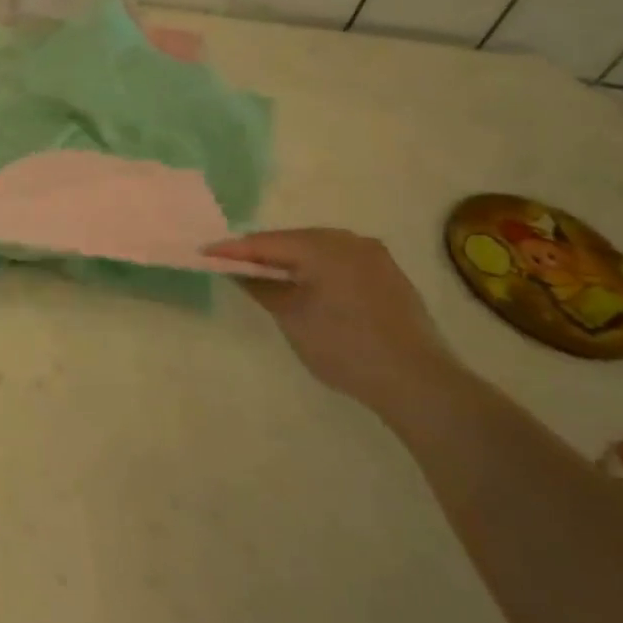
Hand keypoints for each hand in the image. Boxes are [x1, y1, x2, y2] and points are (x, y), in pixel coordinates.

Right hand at [207, 229, 461, 421]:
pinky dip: (318, 270)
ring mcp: (375, 257)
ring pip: (319, 250)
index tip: (204, 252)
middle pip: (293, 240)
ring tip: (267, 276)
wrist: (419, 382)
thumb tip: (238, 270)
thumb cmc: (344, 346)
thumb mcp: (291, 317)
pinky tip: (308, 287)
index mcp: (322, 245)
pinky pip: (341, 263)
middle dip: (263, 252)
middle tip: (233, 265)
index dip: (233, 249)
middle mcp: (350, 241)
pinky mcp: (389, 276)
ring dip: (292, 261)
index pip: (265, 242)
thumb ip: (260, 286)